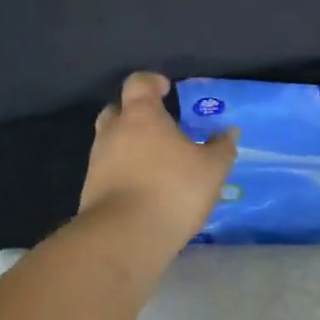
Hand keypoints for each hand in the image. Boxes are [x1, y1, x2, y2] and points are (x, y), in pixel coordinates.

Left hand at [78, 72, 238, 250]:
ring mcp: (97, 161)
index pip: (139, 83)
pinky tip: (144, 188)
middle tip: (159, 126)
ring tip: (155, 162)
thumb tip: (229, 132)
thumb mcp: (211, 169)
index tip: (167, 90)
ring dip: (129, 145)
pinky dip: (123, 172)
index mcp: (141, 116)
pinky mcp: (91, 190)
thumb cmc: (171, 190)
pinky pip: (108, 170)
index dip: (152, 82)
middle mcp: (113, 132)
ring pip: (111, 141)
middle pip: (118, 110)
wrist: (124, 238)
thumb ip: (221, 147)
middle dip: (135, 113)